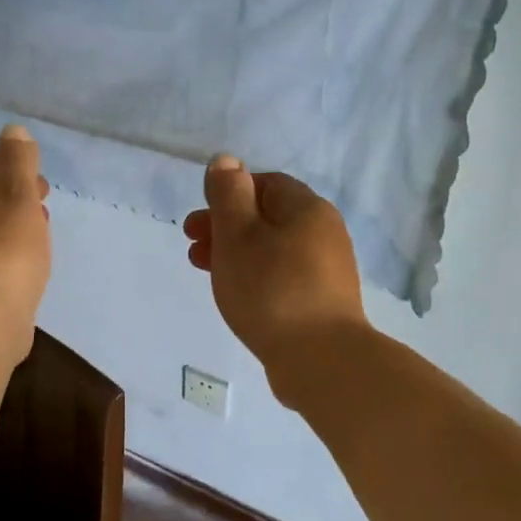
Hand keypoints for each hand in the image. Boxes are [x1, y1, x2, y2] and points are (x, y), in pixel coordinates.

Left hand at [0, 124, 51, 366]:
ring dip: (5, 227)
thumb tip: (12, 130)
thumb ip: (17, 161)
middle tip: (40, 202)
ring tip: (38, 233)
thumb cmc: (1, 251)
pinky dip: (0, 255)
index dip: (1, 166)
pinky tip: (24, 265)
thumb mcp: (18, 196)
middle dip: (5, 197)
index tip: (32, 175)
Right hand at [183, 156, 367, 405]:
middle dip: (226, 227)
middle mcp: (324, 232)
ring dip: (237, 254)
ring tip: (206, 273)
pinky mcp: (324, 302)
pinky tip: (239, 296)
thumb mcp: (238, 234)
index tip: (199, 219)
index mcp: (307, 208)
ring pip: (273, 250)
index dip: (228, 195)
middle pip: (268, 218)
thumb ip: (228, 194)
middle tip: (192, 245)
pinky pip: (283, 277)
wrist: (321, 359)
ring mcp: (328, 270)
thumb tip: (226, 161)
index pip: (265, 184)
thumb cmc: (271, 289)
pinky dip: (256, 277)